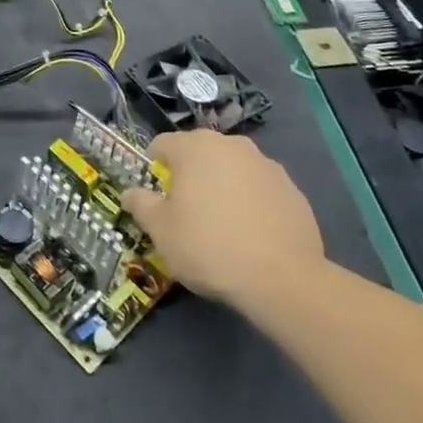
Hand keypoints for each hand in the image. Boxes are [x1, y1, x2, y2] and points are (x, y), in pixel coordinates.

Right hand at [124, 129, 322, 310]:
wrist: (281, 278)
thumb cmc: (208, 246)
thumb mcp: (160, 231)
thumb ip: (141, 204)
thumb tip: (130, 193)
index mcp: (194, 147)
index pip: (162, 144)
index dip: (154, 167)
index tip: (157, 196)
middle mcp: (230, 144)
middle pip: (200, 152)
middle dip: (190, 174)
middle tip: (187, 210)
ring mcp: (266, 164)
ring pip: (232, 168)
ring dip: (222, 185)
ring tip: (223, 223)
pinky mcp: (292, 188)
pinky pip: (260, 188)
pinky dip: (251, 201)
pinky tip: (252, 233)